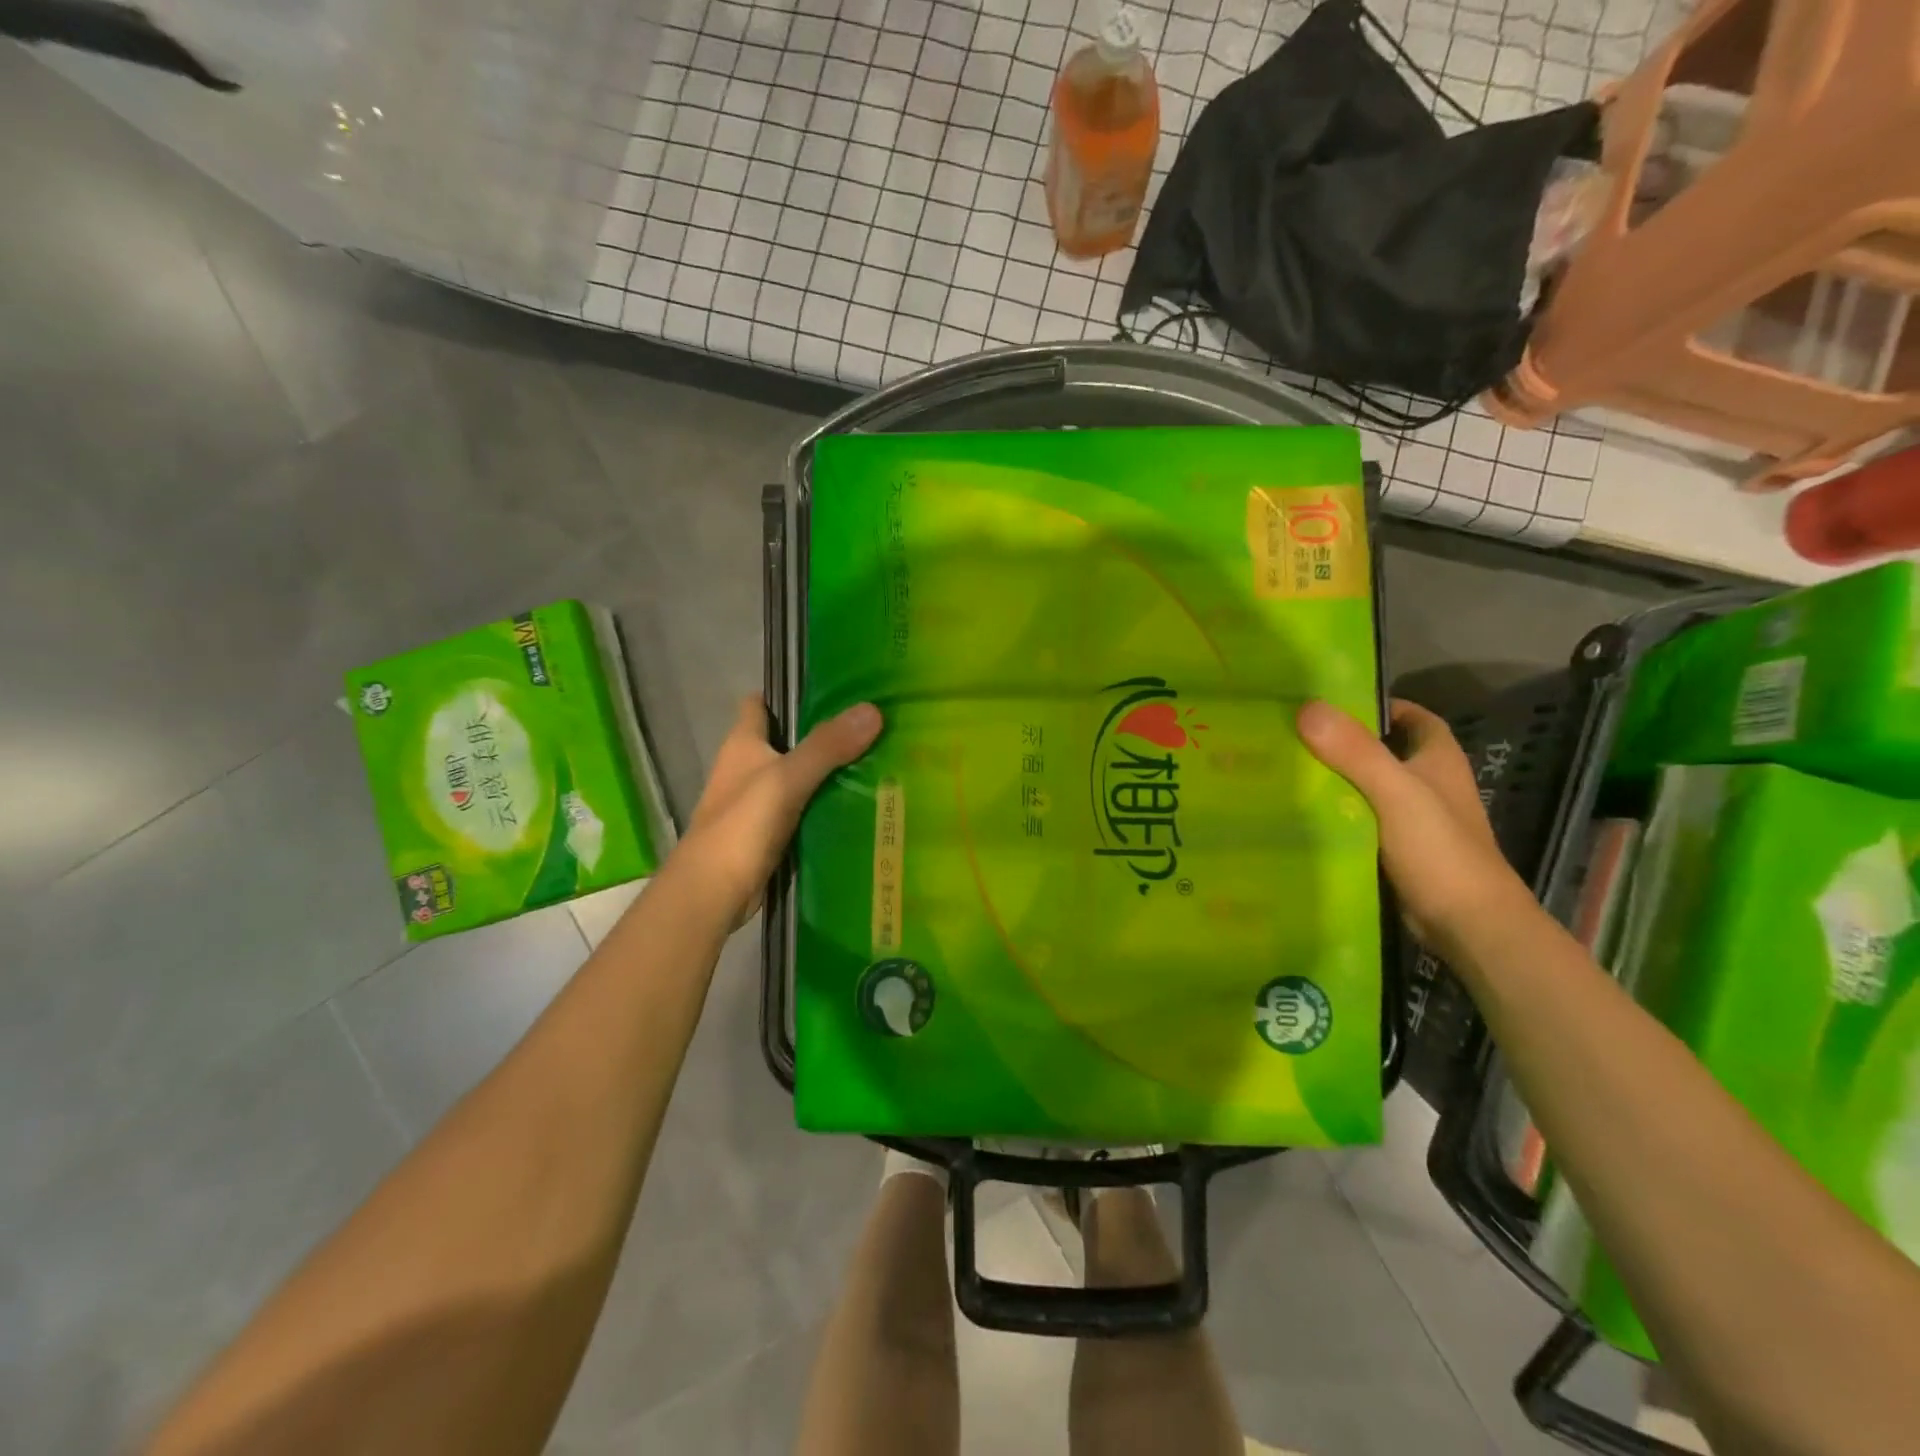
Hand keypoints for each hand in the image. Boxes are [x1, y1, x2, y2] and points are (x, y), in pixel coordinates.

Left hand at [674, 695, 882, 926]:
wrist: (712, 893)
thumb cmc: (740, 825)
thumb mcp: (786, 779)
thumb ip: (827, 746)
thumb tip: (872, 710)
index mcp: (742, 744)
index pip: (761, 704)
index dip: (789, 692)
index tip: (833, 688)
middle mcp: (748, 768)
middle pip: (787, 740)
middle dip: (823, 733)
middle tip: (872, 726)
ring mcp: (758, 803)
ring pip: (799, 777)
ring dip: (829, 772)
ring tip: (878, 761)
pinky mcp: (771, 834)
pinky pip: (804, 810)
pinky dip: (826, 806)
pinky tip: (860, 805)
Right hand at [1296, 697, 1530, 951]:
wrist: (1468, 925)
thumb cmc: (1440, 850)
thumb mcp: (1396, 792)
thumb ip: (1355, 752)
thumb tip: (1307, 707)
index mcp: (1438, 760)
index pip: (1412, 717)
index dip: (1378, 706)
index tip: (1329, 704)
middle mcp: (1428, 785)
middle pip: (1383, 751)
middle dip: (1343, 743)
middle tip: (1291, 735)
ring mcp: (1414, 820)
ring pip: (1368, 788)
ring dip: (1335, 781)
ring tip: (1285, 770)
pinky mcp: (1398, 851)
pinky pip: (1361, 821)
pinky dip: (1336, 816)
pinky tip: (1300, 815)